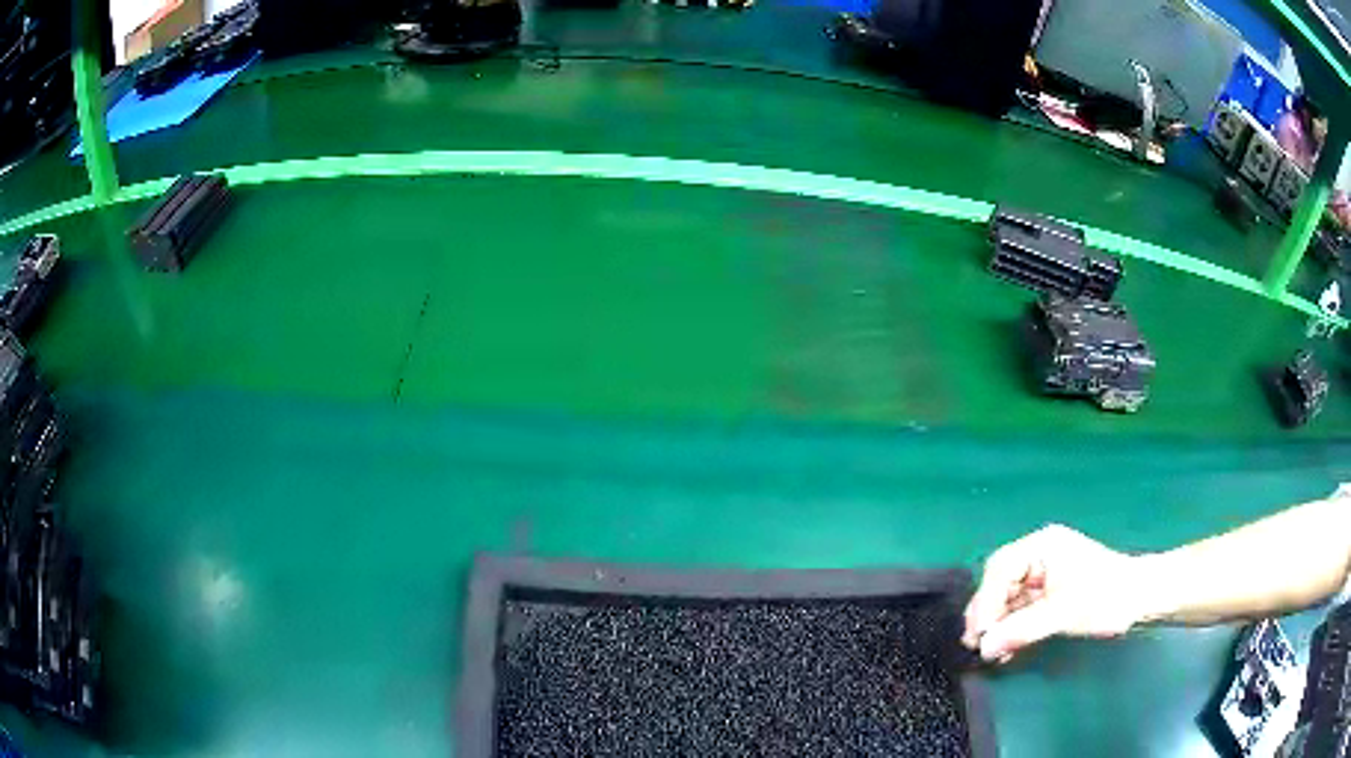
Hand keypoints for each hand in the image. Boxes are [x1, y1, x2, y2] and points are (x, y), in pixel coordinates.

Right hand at [962, 524, 1145, 662]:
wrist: (1141, 600)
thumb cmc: (1106, 597)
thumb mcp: (1063, 613)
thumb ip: (1022, 629)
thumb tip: (983, 648)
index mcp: (1041, 546)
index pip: (1001, 569)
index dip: (986, 601)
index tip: (979, 634)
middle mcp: (1039, 556)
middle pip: (1000, 584)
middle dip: (988, 615)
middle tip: (975, 645)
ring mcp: (1044, 575)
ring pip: (1008, 600)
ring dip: (998, 627)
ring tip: (990, 653)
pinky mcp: (1049, 594)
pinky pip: (1021, 611)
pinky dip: (1012, 630)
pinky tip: (1007, 649)